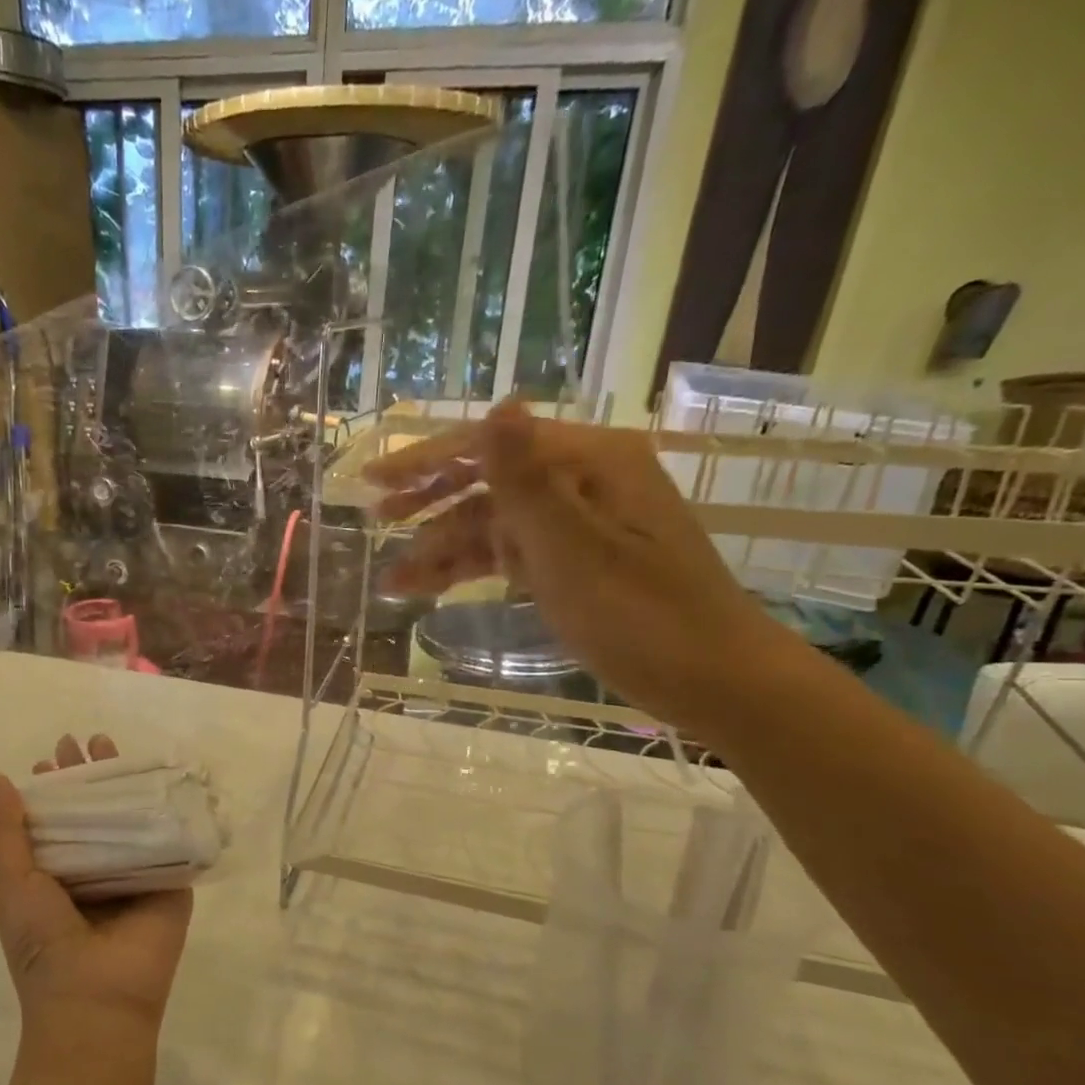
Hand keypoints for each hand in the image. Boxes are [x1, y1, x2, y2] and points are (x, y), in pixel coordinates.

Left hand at [0, 734, 192, 1045]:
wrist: (95, 998)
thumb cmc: (43, 942)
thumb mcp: (10, 882)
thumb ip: (5, 831)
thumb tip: (0, 776)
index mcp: (57, 874)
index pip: (56, 820)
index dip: (52, 788)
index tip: (50, 758)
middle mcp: (96, 869)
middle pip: (95, 810)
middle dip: (88, 775)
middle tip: (83, 741)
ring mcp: (135, 873)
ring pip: (131, 816)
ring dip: (123, 781)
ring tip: (111, 745)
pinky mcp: (171, 879)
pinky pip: (169, 835)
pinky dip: (166, 805)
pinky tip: (163, 774)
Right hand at [366, 401, 807, 741]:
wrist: (711, 679)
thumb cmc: (642, 615)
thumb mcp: (573, 549)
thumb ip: (526, 480)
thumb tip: (498, 405)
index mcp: (588, 460)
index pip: (492, 443)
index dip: (427, 460)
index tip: (373, 483)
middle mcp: (581, 479)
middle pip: (488, 478)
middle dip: (430, 501)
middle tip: (377, 520)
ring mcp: (577, 521)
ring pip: (492, 523)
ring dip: (442, 547)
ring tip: (393, 580)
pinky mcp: (573, 559)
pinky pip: (509, 553)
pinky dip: (470, 569)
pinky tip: (429, 588)